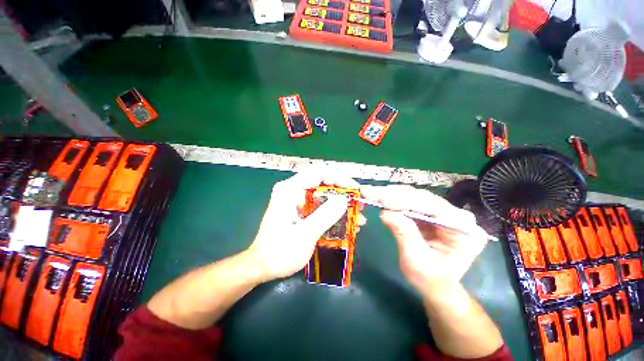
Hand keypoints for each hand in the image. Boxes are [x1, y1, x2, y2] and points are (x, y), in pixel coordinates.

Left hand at [248, 171, 364, 281]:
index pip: (318, 173)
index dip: (339, 178)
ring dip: (342, 205)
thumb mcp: (304, 235)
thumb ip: (325, 215)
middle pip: (323, 183)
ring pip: (325, 195)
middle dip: (344, 193)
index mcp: (290, 190)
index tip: (354, 190)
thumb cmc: (279, 252)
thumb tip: (344, 199)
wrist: (263, 266)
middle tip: (359, 204)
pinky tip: (348, 224)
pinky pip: (321, 206)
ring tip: (358, 217)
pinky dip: (335, 213)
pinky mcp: (301, 210)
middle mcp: (293, 190)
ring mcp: (297, 200)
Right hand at [361, 185, 487, 297]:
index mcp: (463, 229)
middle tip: (370, 193)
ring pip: (415, 197)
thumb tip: (385, 212)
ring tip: (372, 193)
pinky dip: (394, 201)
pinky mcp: (431, 213)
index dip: (404, 201)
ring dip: (391, 195)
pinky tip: (381, 199)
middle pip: (422, 198)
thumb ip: (403, 234)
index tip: (382, 199)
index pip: (432, 207)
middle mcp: (457, 215)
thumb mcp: (416, 260)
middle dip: (394, 195)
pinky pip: (411, 202)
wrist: (436, 286)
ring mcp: (444, 213)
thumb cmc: (430, 279)